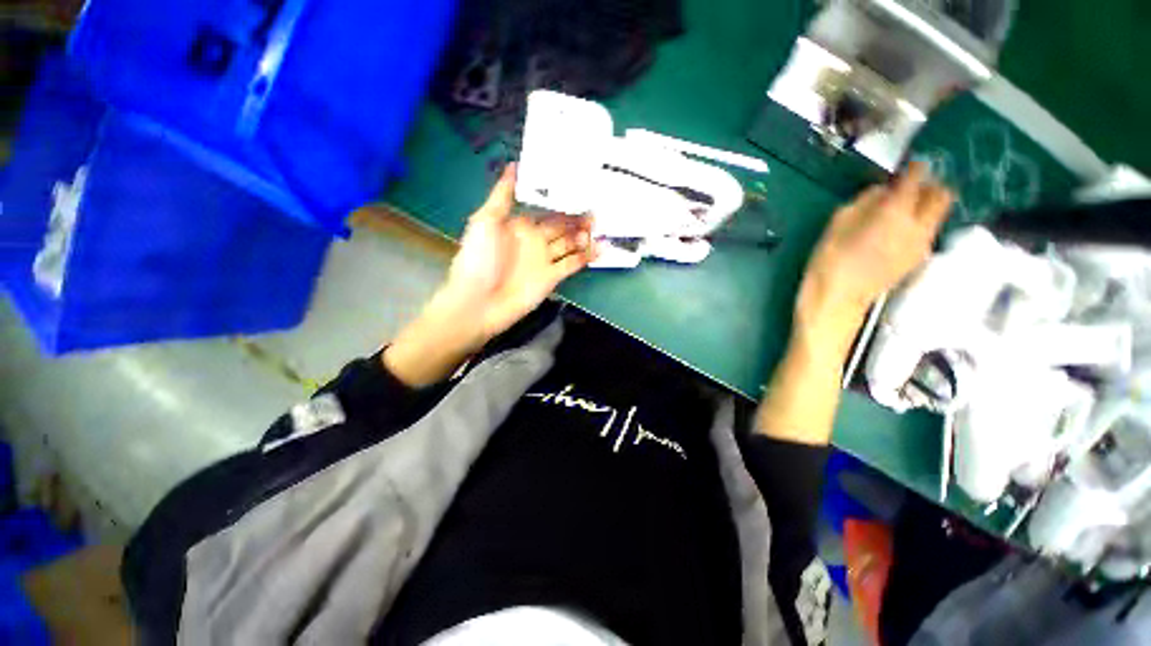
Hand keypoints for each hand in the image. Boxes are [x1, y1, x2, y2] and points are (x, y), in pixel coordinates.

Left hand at [438, 163, 597, 344]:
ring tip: (599, 227)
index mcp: (519, 225)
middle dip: (578, 218)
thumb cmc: (479, 259)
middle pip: (561, 226)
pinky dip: (586, 257)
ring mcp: (544, 260)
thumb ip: (502, 195)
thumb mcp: (485, 221)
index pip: (545, 209)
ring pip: (570, 243)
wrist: (479, 302)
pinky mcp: (552, 277)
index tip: (581, 188)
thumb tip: (514, 165)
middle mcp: (535, 240)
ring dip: (584, 236)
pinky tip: (600, 248)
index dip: (562, 200)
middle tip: (596, 209)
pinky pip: (572, 264)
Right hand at [796, 162, 952, 356]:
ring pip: (937, 215)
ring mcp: (922, 245)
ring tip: (900, 213)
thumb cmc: (829, 260)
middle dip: (930, 187)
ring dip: (925, 208)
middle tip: (909, 190)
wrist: (837, 300)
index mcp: (895, 213)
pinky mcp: (918, 259)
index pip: (916, 179)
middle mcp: (918, 226)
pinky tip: (895, 235)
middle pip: (942, 196)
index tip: (909, 167)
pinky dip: (918, 226)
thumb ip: (863, 202)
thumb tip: (881, 191)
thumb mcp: (836, 224)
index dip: (914, 169)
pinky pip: (927, 233)